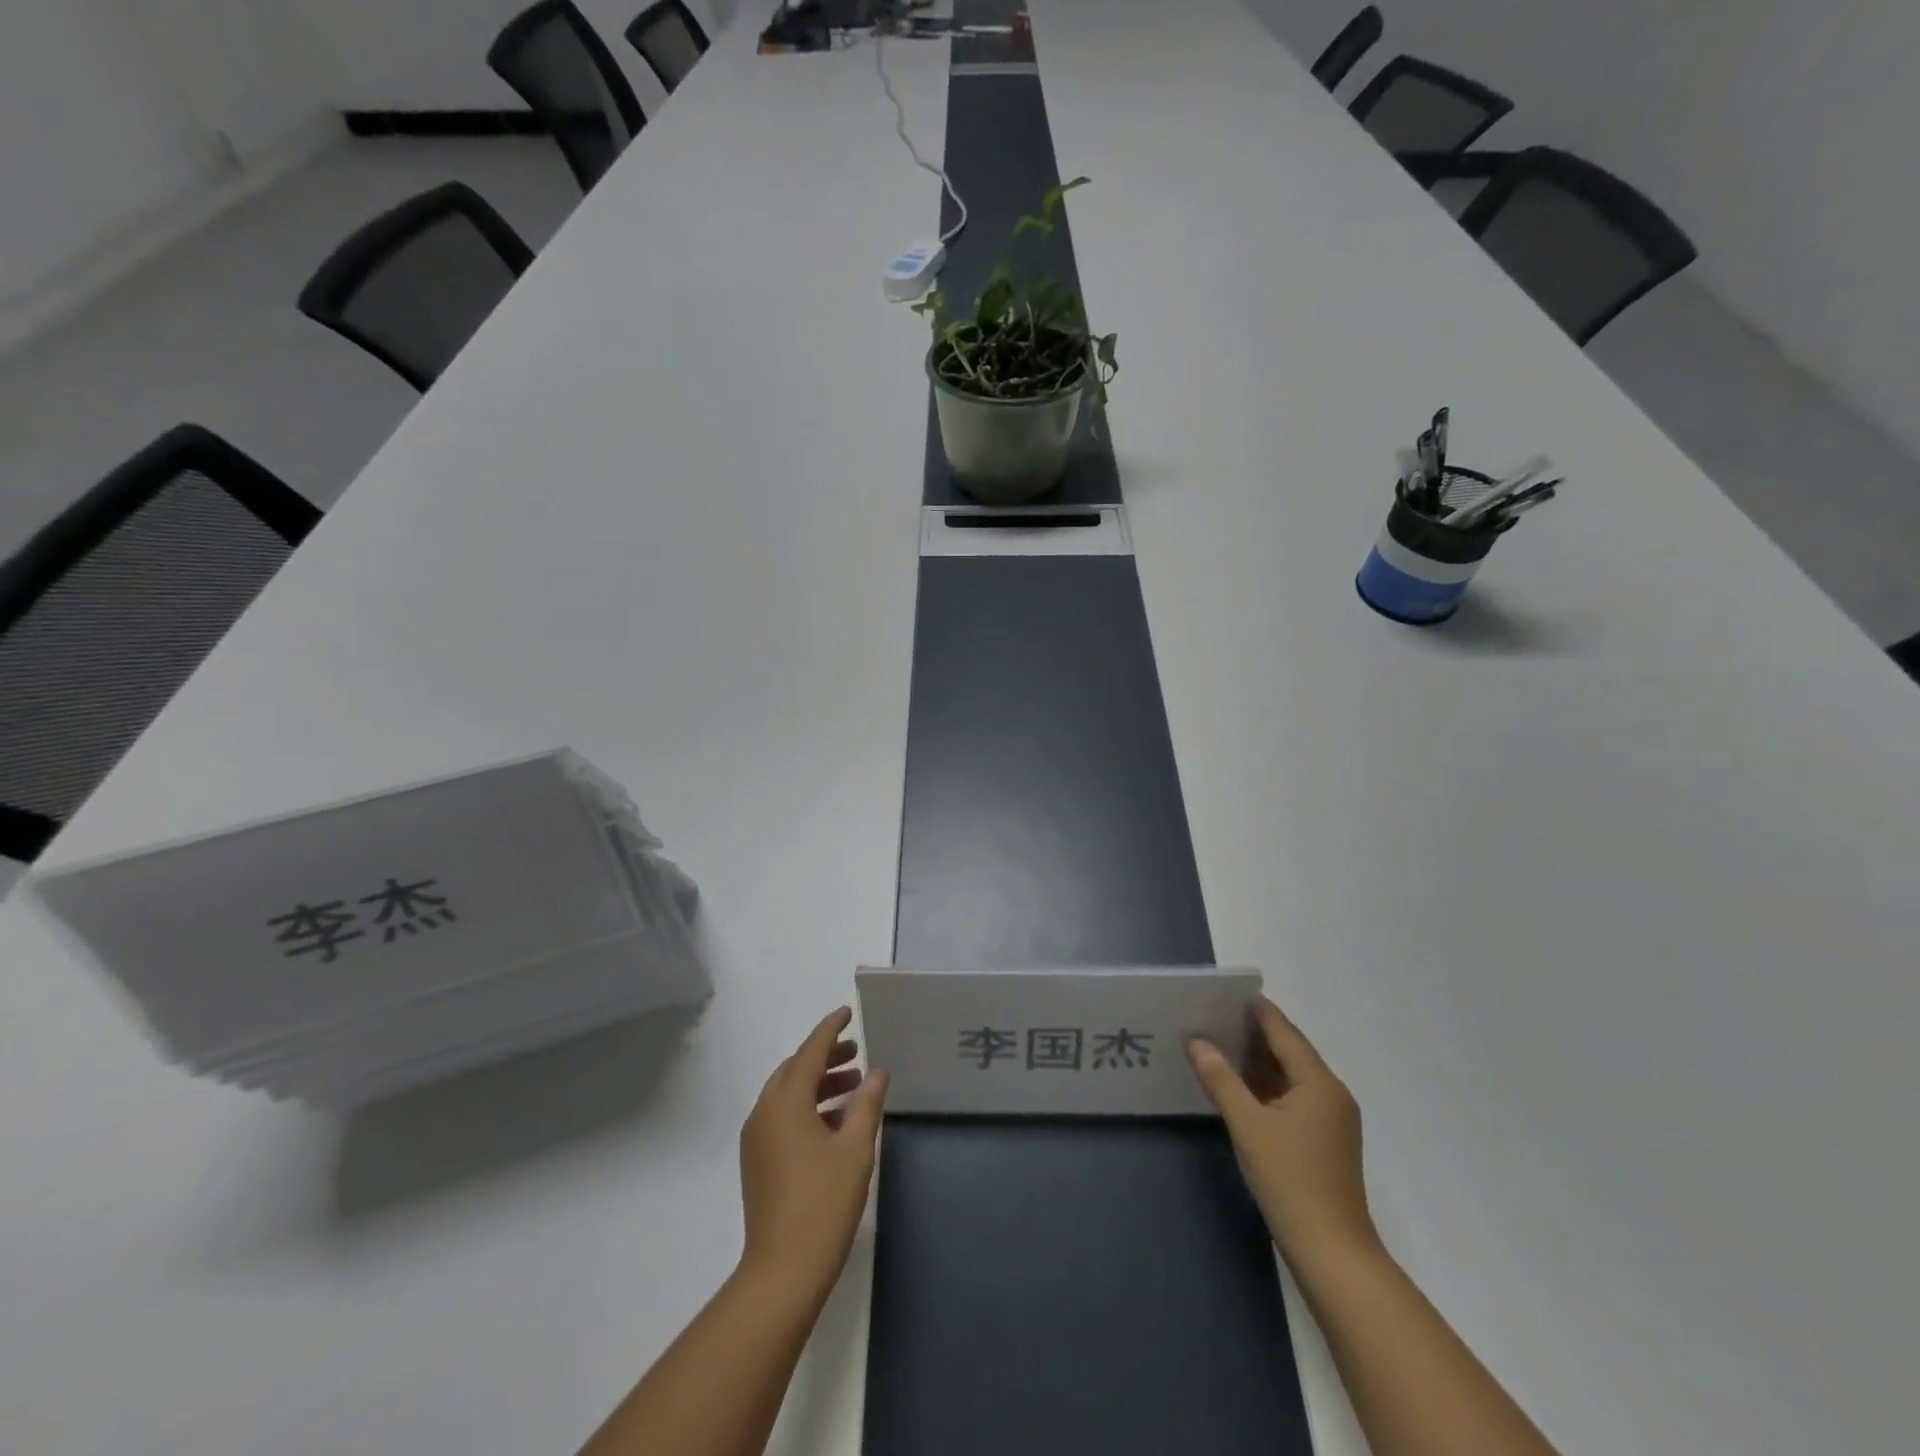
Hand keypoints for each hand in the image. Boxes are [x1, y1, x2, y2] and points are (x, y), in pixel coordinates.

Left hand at [738, 1007, 888, 1306]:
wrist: (783, 1271)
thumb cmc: (824, 1203)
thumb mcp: (855, 1149)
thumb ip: (867, 1104)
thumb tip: (877, 1072)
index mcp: (786, 1102)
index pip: (810, 1051)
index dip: (830, 1029)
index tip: (847, 1012)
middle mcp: (765, 1112)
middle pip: (795, 1070)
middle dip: (825, 1057)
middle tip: (856, 1054)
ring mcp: (757, 1138)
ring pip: (788, 1094)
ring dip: (818, 1083)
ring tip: (854, 1086)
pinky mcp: (758, 1161)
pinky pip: (783, 1116)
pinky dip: (808, 1107)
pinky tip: (836, 1121)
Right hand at [1188, 998, 1377, 1272]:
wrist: (1332, 1253)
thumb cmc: (1290, 1180)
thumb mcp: (1248, 1125)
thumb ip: (1220, 1078)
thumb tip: (1196, 1041)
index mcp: (1319, 1082)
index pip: (1284, 1031)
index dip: (1256, 1010)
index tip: (1224, 992)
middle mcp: (1330, 1094)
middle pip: (1289, 1051)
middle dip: (1251, 1033)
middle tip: (1211, 1016)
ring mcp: (1330, 1120)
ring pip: (1289, 1076)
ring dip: (1256, 1061)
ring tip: (1217, 1044)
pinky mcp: (1323, 1141)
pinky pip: (1291, 1098)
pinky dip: (1265, 1086)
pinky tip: (1237, 1086)